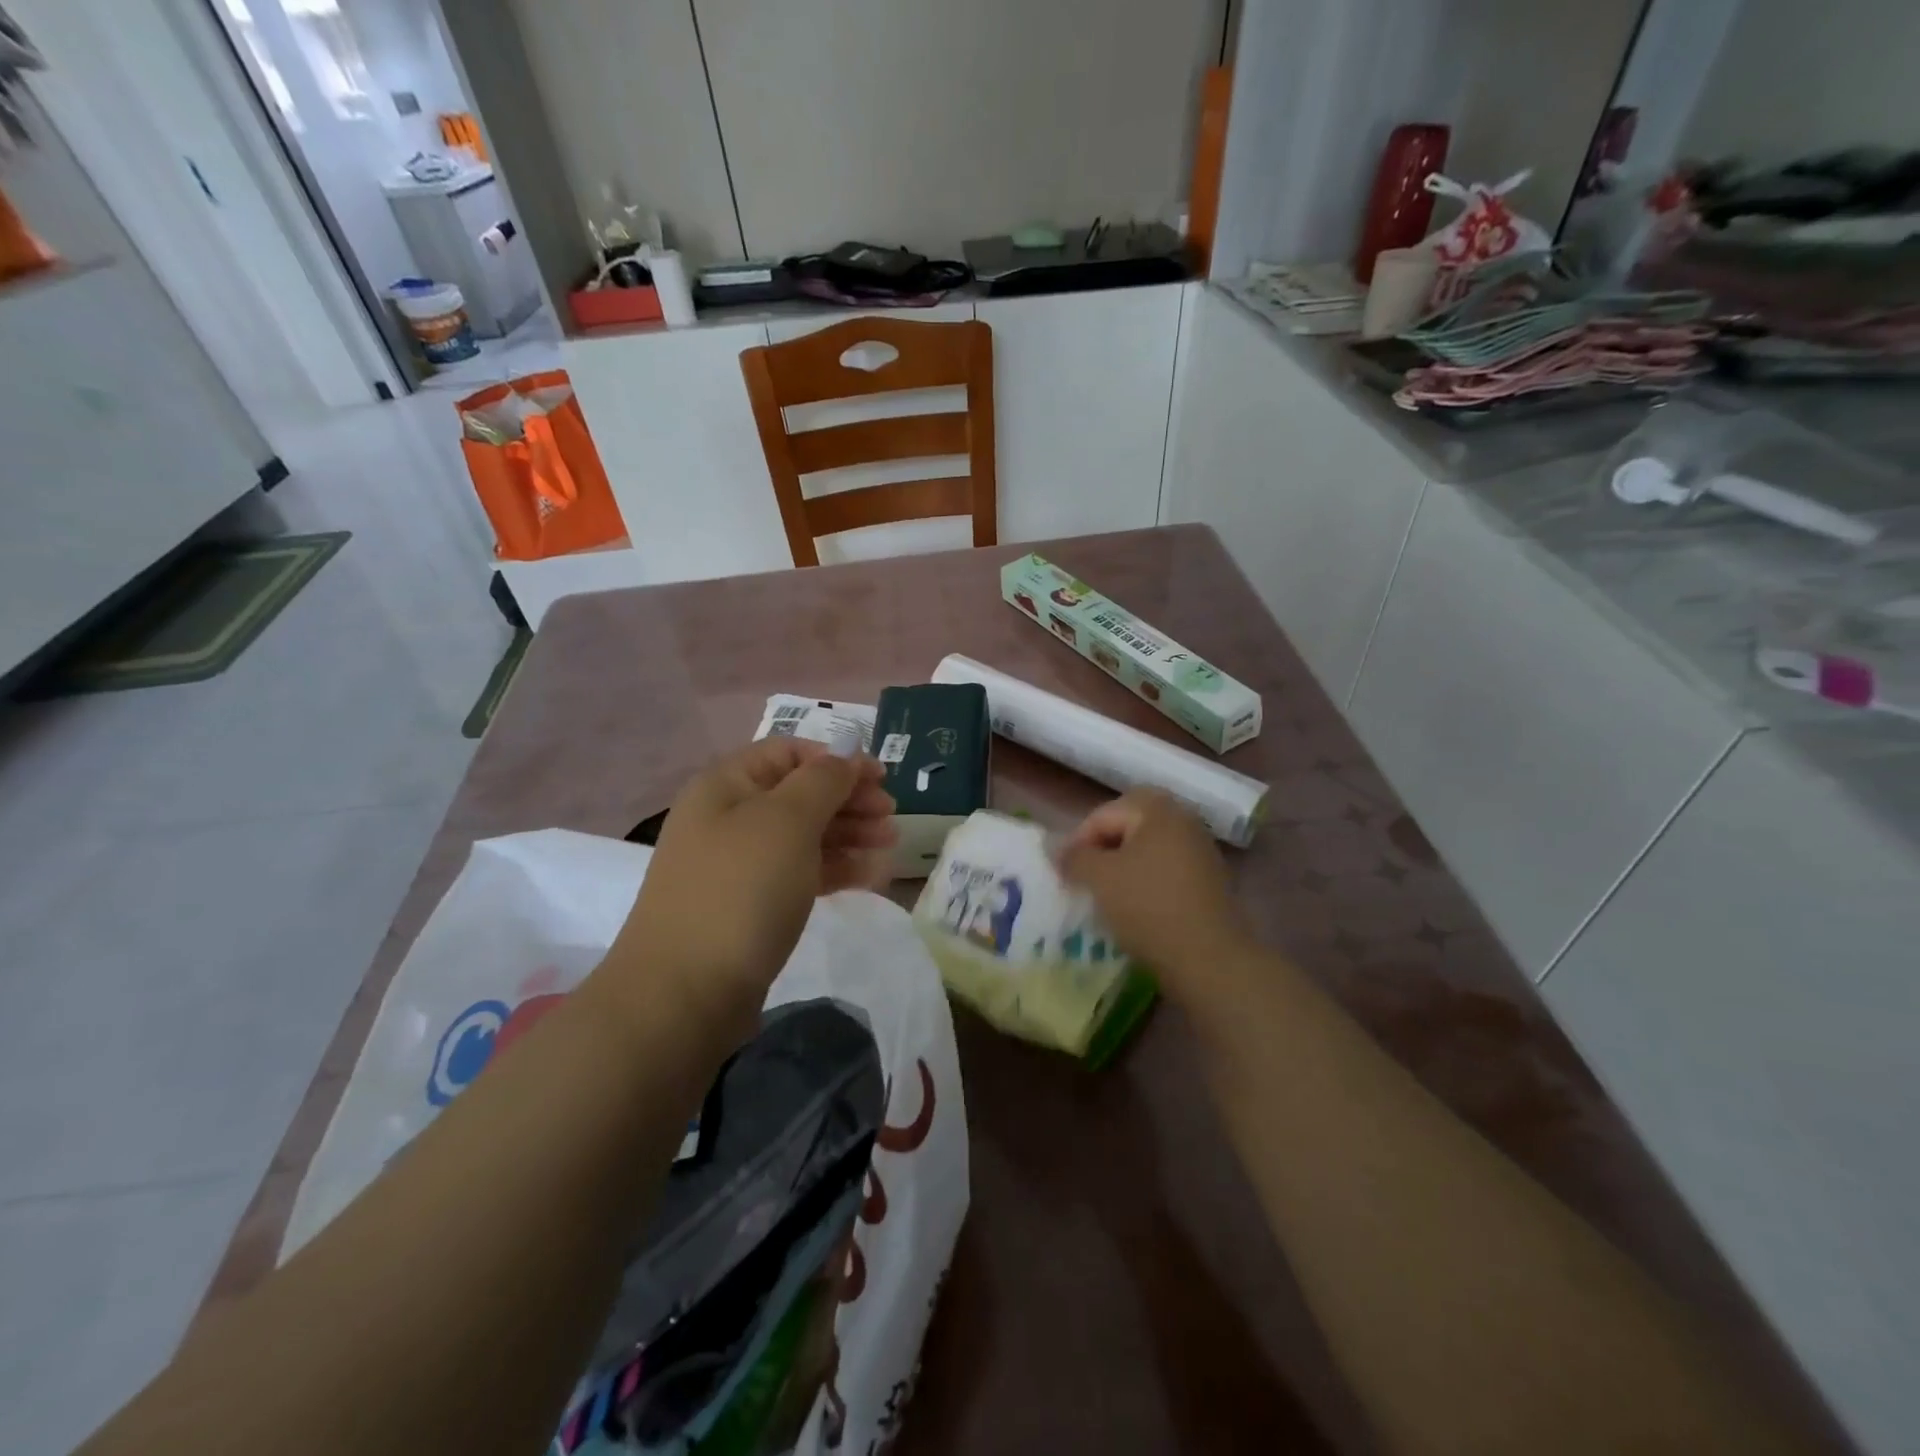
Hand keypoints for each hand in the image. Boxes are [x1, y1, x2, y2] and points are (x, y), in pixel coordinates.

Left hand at [609, 739, 895, 1028]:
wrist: (684, 994)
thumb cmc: (740, 890)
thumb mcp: (787, 821)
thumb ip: (823, 780)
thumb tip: (845, 754)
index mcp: (727, 784)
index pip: (789, 752)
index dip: (837, 759)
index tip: (882, 777)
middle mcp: (729, 817)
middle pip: (800, 793)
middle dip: (849, 799)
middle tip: (891, 816)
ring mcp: (738, 864)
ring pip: (803, 835)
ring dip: (850, 833)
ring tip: (891, 844)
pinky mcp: (750, 905)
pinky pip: (799, 872)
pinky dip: (836, 868)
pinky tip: (871, 875)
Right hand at [1060, 789, 1250, 1000]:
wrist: (1209, 959)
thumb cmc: (1148, 907)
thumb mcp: (1099, 878)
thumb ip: (1073, 857)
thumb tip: (1052, 846)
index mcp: (1158, 810)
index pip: (1104, 814)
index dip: (1077, 840)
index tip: (1063, 872)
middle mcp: (1184, 821)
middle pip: (1129, 826)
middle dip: (1102, 848)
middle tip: (1083, 876)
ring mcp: (1201, 851)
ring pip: (1147, 849)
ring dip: (1123, 866)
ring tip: (1104, 895)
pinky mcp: (1209, 881)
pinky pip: (1165, 870)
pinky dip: (1145, 882)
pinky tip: (1133, 908)